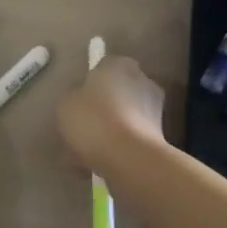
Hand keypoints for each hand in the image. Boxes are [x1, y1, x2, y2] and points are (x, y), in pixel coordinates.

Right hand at [57, 53, 166, 171]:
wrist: (129, 158)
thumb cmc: (93, 120)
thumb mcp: (65, 105)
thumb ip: (73, 99)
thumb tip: (80, 103)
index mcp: (118, 63)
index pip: (101, 69)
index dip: (87, 89)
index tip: (77, 107)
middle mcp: (142, 79)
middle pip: (116, 93)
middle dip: (103, 109)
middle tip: (83, 130)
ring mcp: (156, 108)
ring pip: (126, 117)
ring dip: (113, 131)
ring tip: (91, 153)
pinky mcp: (161, 137)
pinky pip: (133, 139)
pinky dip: (121, 149)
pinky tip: (104, 164)